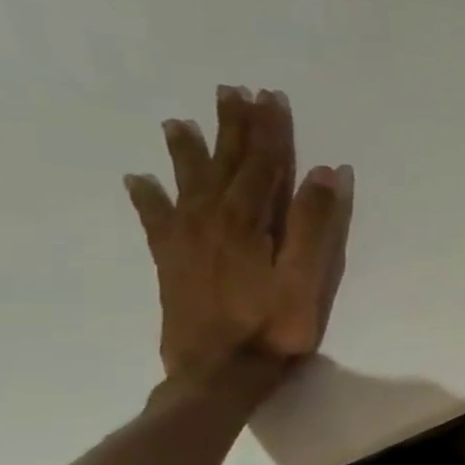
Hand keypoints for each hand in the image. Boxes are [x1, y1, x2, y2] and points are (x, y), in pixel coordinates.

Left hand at [124, 86, 353, 385]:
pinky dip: (148, 197)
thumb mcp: (309, 275)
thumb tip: (325, 172)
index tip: (269, 97)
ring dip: (187, 151)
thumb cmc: (275, 324)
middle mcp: (212, 219)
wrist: (219, 372)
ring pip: (188, 183)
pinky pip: (155, 219)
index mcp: (248, 220)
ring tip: (178, 122)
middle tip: (231, 92)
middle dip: (232, 128)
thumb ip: (316, 222)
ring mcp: (186, 239)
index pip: (263, 164)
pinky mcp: (171, 261)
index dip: (269, 130)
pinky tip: (138, 180)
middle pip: (225, 164)